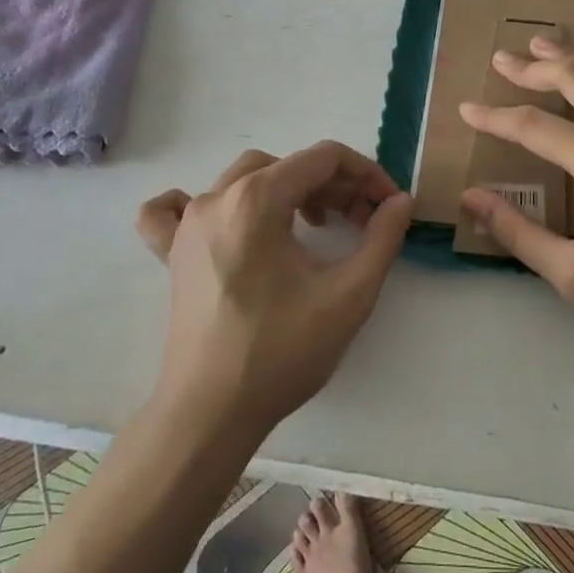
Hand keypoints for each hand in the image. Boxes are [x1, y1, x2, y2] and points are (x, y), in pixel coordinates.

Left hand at [136, 142, 411, 431]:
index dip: (366, 173)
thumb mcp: (349, 294)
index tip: (388, 205)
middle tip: (362, 222)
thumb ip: (383, 238)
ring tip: (316, 224)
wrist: (210, 414)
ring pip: (245, 178)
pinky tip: (224, 221)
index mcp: (258, 199)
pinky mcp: (173, 253)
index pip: (324, 158)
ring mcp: (188, 224)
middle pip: (288, 166)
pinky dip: (202, 202)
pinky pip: (175, 209)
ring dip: (288, 189)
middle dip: (334, 185)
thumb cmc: (281, 352)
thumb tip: (400, 201)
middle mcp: (218, 198)